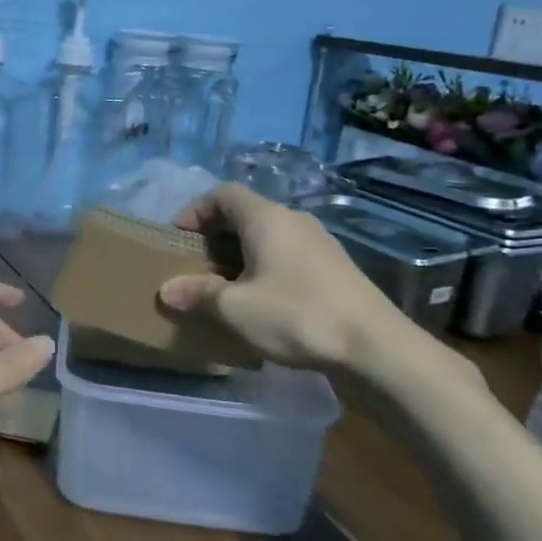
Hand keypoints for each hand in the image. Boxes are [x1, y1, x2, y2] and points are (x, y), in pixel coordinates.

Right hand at [158, 184, 411, 371]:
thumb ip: (199, 293)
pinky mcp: (334, 268)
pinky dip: (265, 269)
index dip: (195, 210)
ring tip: (225, 288)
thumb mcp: (236, 308)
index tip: (179, 239)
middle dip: (215, 237)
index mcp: (266, 218)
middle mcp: (294, 220)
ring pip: (268, 237)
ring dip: (241, 256)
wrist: (374, 346)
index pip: (223, 193)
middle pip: (245, 214)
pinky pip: (287, 256)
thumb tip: (167, 290)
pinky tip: (262, 303)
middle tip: (196, 267)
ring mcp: (319, 243)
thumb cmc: (296, 316)